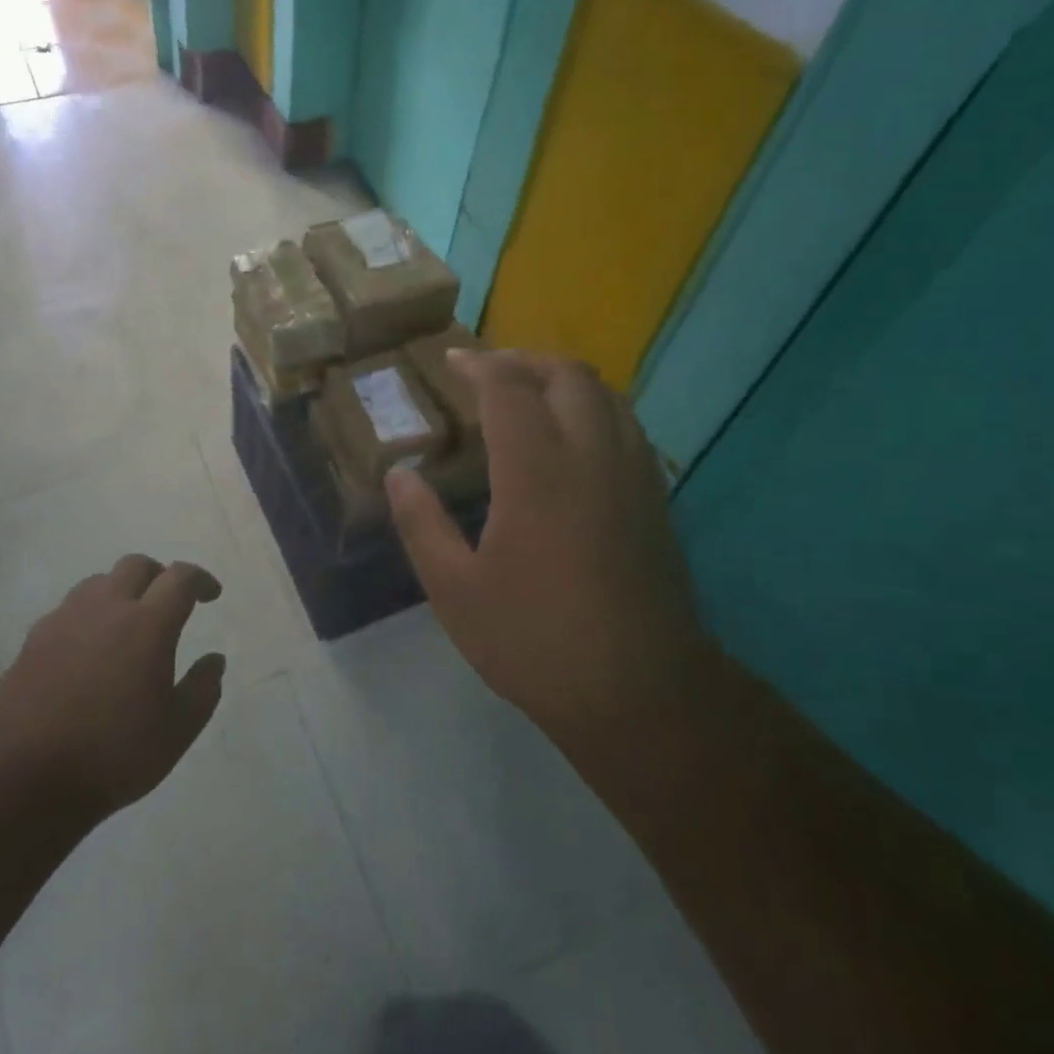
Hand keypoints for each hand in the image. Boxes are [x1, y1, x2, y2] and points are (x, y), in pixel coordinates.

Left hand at [0, 556, 226, 816]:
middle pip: (136, 565)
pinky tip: (88, 652)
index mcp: (147, 624)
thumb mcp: (177, 730)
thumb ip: (203, 689)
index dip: (200, 579)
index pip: (179, 578)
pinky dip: (88, 618)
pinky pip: (68, 611)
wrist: (26, 779)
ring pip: (98, 583)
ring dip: (120, 592)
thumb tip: (214, 660)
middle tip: (168, 604)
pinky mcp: (33, 640)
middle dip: (159, 576)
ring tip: (127, 625)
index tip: (211, 596)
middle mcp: (105, 608)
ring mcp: (64, 620)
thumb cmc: (114, 754)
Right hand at [386, 350, 705, 735]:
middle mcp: (592, 455)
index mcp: (537, 471)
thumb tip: (398, 475)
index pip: (509, 388)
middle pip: (567, 375)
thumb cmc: (536, 640)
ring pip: (607, 395)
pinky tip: (572, 440)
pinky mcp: (656, 498)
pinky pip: (626, 425)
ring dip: (563, 381)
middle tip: (489, 373)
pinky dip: (593, 409)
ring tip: (529, 396)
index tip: (452, 362)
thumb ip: (422, 524)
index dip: (478, 366)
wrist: (641, 692)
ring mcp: (633, 474)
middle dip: (525, 361)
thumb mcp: (455, 591)